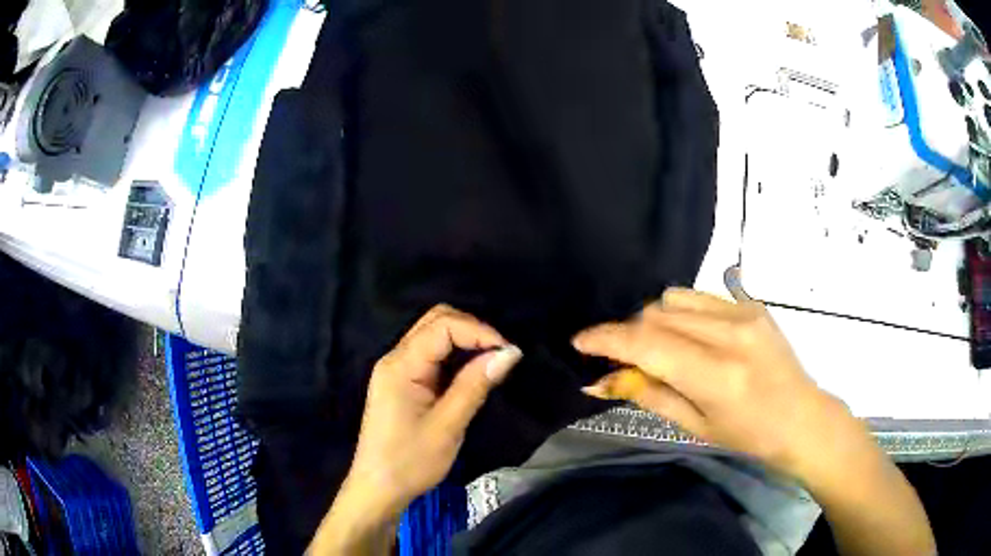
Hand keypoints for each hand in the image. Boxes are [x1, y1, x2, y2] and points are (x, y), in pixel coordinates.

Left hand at [339, 304, 521, 517]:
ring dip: (465, 342)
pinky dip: (455, 357)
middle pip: (435, 321)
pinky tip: (472, 372)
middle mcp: (395, 358)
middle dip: (472, 329)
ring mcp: (396, 370)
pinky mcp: (402, 383)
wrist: (378, 489)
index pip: (442, 326)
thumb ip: (475, 385)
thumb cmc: (410, 461)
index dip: (479, 331)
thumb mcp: (448, 426)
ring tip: (492, 362)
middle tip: (501, 353)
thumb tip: (510, 352)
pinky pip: (430, 356)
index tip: (508, 352)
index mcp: (401, 365)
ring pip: (433, 336)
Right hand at [573, 270, 860, 479]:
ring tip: (656, 347)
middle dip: (627, 334)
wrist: (802, 418)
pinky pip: (699, 297)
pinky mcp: (751, 305)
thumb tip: (601, 380)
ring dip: (652, 320)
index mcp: (716, 375)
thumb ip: (649, 394)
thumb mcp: (695, 426)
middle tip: (619, 359)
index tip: (579, 341)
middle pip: (656, 316)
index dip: (607, 339)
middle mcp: (729, 334)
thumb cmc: (749, 436)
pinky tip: (686, 335)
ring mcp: (743, 313)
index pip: (647, 344)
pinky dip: (679, 312)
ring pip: (674, 299)